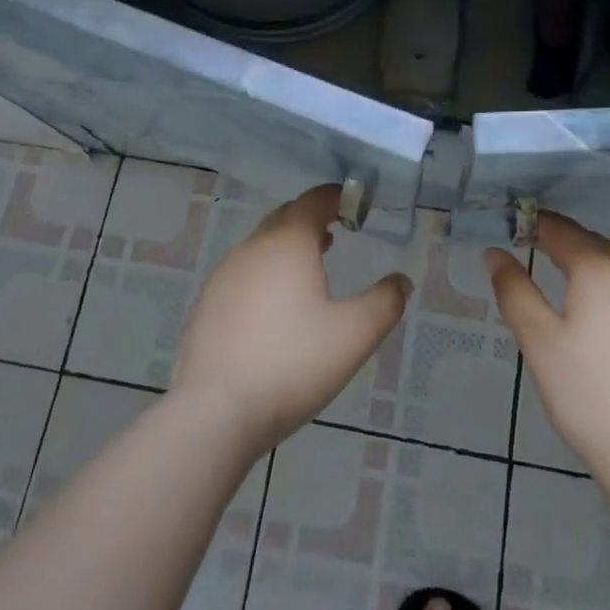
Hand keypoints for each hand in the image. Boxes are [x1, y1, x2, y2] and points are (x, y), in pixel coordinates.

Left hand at [172, 184, 411, 454]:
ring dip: (288, 248)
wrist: (215, 411)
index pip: (314, 200)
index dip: (337, 197)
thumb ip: (385, 302)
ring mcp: (224, 275)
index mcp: (288, 243)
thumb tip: (402, 281)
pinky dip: (266, 274)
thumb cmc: (293, 363)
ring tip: (311, 269)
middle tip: (337, 233)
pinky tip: (276, 309)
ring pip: (262, 246)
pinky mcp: (207, 304)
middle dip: (312, 219)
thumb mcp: (355, 334)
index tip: (356, 206)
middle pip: (285, 218)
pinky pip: (244, 274)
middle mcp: (252, 248)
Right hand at [487, 213, 609, 489]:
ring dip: (593, 270)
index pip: (559, 229)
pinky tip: (608, 325)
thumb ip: (514, 290)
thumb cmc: (589, 397)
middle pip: (592, 244)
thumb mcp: (539, 342)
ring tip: (569, 294)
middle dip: (562, 247)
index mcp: (601, 267)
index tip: (510, 231)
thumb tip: (496, 253)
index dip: (532, 225)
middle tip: (533, 260)